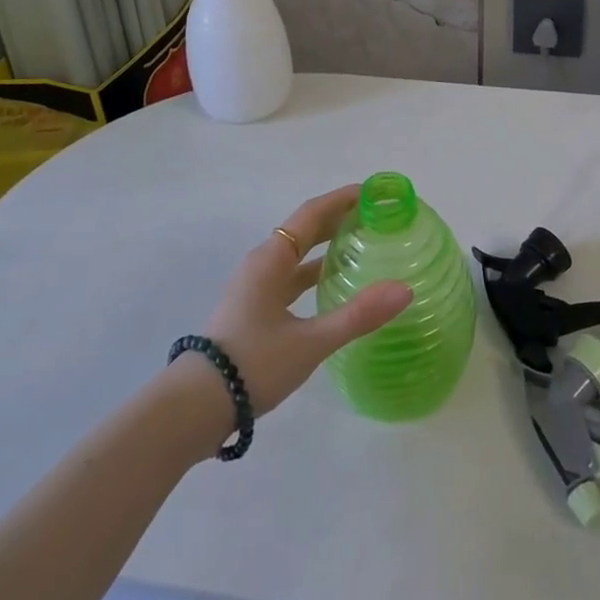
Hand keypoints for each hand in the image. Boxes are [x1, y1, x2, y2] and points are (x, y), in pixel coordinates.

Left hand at [198, 185, 411, 415]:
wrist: (195, 407)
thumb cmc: (253, 364)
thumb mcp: (310, 342)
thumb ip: (358, 315)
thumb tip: (405, 289)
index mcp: (271, 260)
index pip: (312, 214)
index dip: (342, 199)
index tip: (373, 192)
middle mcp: (262, 265)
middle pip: (304, 230)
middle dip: (339, 219)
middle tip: (376, 217)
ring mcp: (255, 288)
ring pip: (297, 256)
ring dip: (327, 246)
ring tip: (363, 245)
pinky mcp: (254, 310)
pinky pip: (290, 278)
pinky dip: (314, 273)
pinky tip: (334, 286)